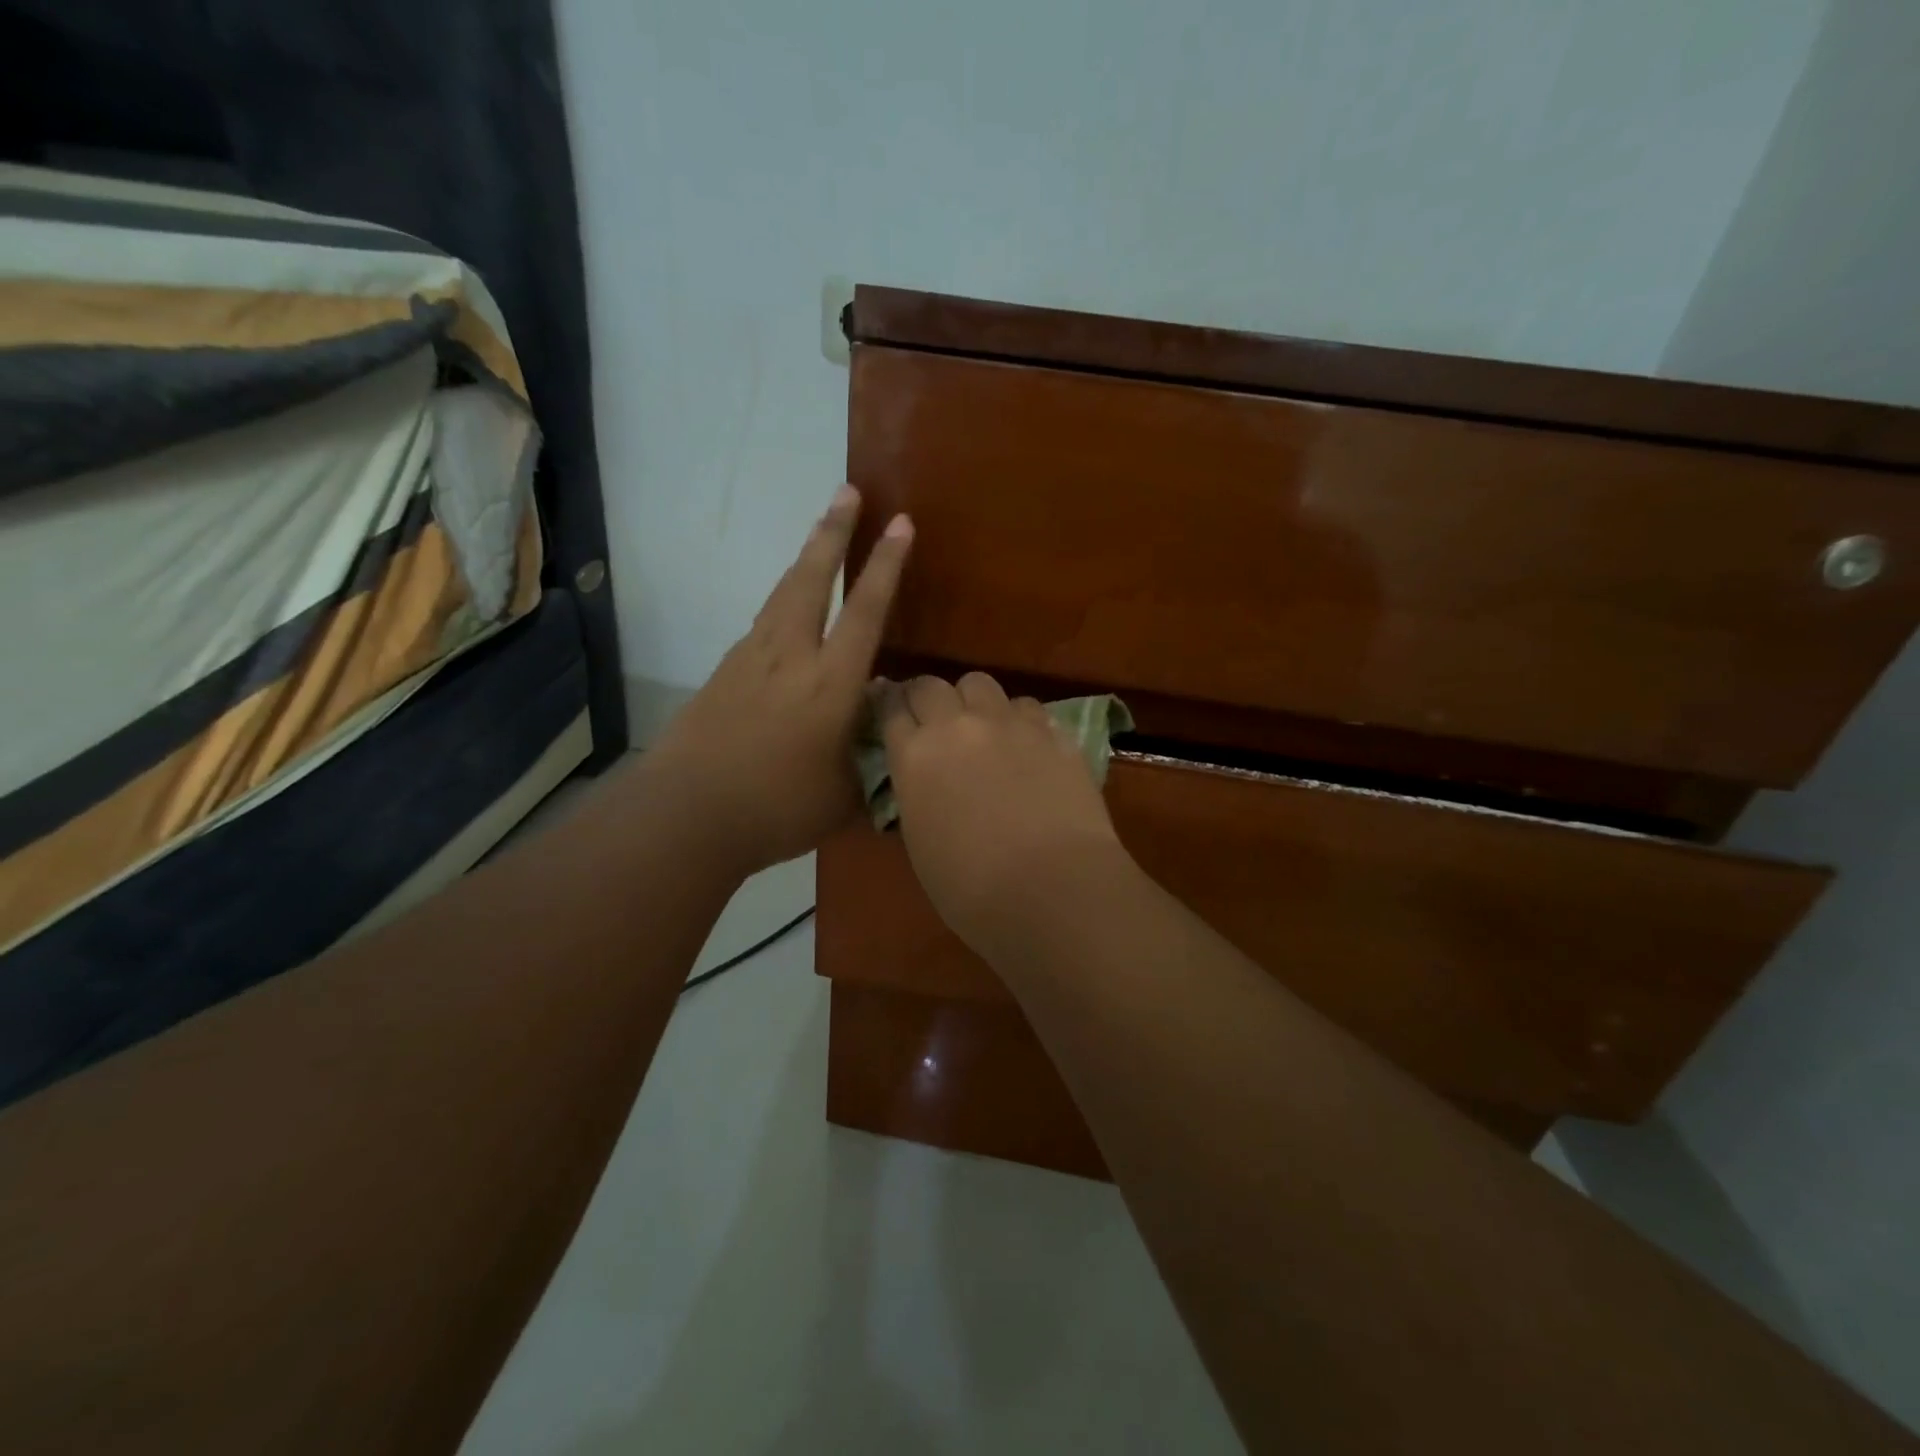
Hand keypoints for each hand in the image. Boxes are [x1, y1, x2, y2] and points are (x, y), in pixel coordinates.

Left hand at [652, 485, 912, 875]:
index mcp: (829, 684)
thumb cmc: (776, 808)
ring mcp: (750, 659)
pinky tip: (786, 613)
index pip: (866, 611)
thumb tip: (880, 723)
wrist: (687, 815)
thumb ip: (869, 755)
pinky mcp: (723, 672)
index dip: (885, 565)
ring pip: (781, 594)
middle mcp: (790, 657)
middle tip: (847, 491)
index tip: (899, 523)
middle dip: (833, 531)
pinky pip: (761, 624)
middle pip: (811, 579)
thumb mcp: (844, 793)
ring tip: (819, 534)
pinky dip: (781, 603)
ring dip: (804, 559)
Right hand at [879, 672, 1127, 958]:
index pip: (890, 709)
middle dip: (927, 698)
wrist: (1050, 890)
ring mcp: (1009, 724)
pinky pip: (1027, 707)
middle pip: (932, 685)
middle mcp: (958, 726)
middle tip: (934, 720)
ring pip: (981, 683)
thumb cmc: (972, 889)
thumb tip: (925, 781)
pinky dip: (1019, 719)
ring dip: (974, 701)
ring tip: (984, 727)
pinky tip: (1027, 744)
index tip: (889, 708)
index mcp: (915, 756)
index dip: (888, 705)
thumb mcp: (921, 842)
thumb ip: (917, 795)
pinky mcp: (1053, 732)